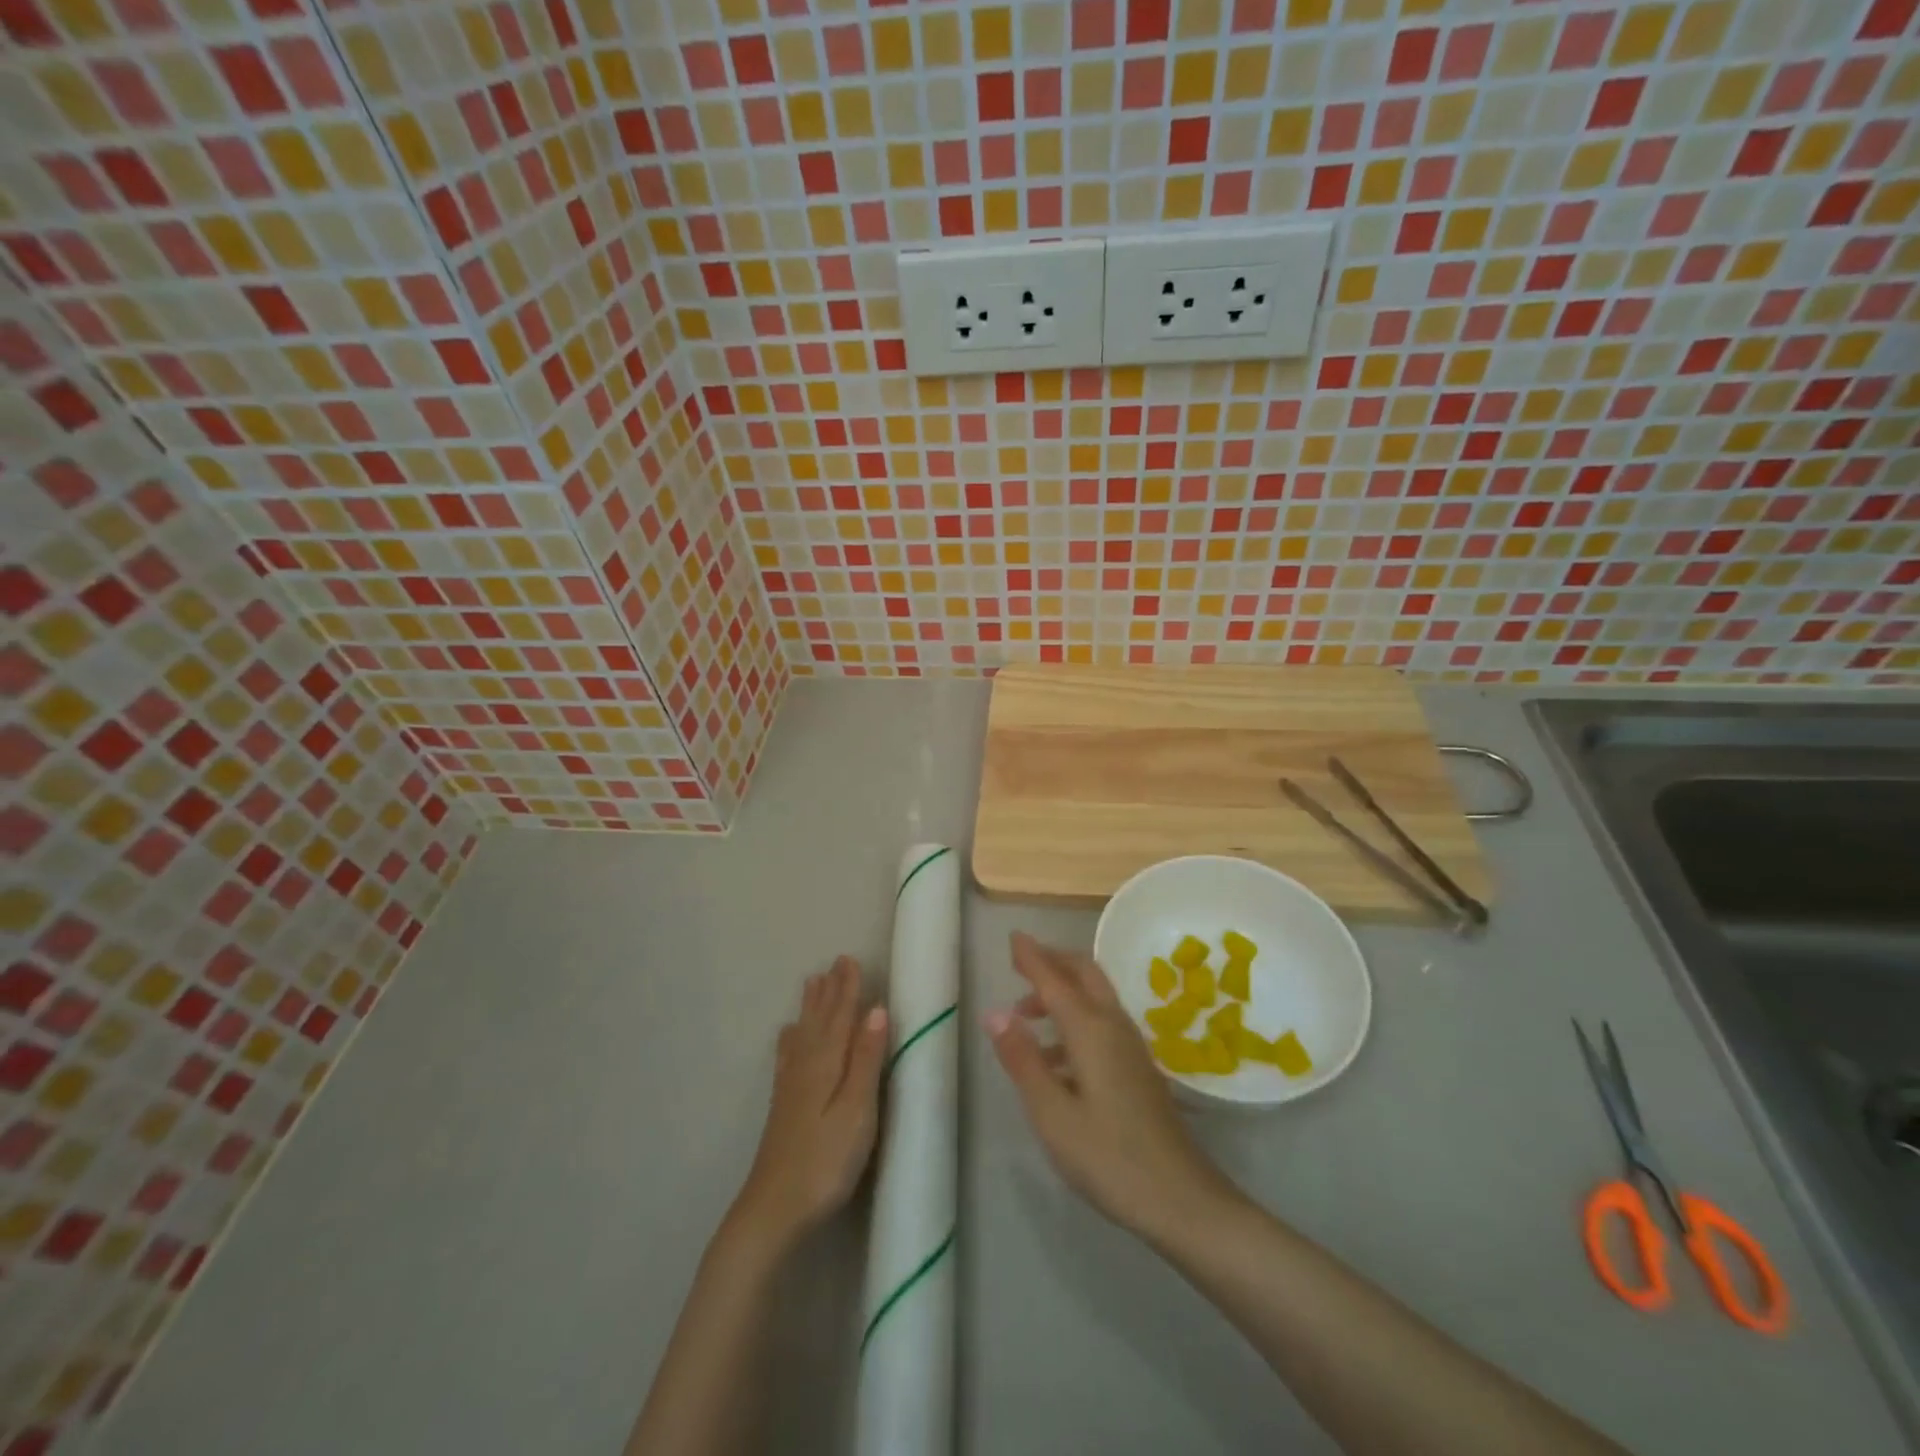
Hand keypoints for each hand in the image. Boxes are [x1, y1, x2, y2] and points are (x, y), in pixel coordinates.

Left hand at [730, 956, 888, 1254]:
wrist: (774, 1210)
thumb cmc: (825, 1161)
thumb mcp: (857, 1110)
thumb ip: (866, 1059)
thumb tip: (877, 1008)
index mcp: (827, 1064)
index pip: (841, 1017)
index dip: (848, 989)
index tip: (850, 959)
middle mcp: (806, 1067)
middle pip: (820, 1021)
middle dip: (829, 991)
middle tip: (834, 962)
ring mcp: (791, 1087)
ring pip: (804, 1034)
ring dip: (811, 1008)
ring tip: (812, 983)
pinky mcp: (783, 1107)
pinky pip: (788, 1057)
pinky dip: (791, 1039)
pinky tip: (788, 1036)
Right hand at [987, 933, 1241, 1242]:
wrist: (1182, 1199)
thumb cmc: (1109, 1157)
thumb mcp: (1052, 1113)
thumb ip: (1022, 1059)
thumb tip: (994, 1011)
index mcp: (1091, 1029)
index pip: (1054, 979)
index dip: (1031, 956)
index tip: (1012, 936)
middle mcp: (1113, 1026)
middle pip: (1083, 973)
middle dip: (1052, 961)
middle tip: (1020, 963)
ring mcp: (1131, 1046)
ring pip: (1094, 997)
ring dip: (1061, 991)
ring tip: (1025, 1014)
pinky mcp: (1138, 1067)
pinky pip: (1101, 1022)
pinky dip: (1074, 1019)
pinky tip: (1054, 1057)